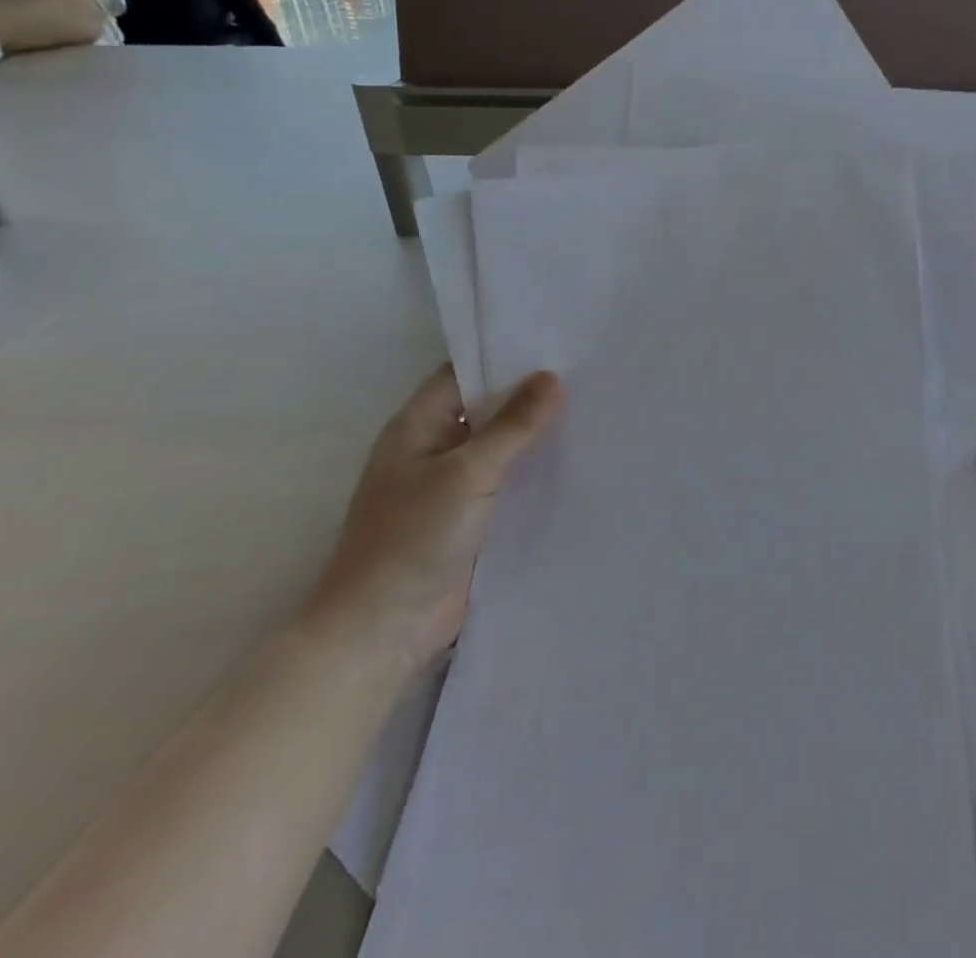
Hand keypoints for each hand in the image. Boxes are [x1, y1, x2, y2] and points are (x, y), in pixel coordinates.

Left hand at [303, 365, 560, 672]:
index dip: (505, 356)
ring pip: (502, 448)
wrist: (381, 631)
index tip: (557, 343)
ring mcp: (452, 487)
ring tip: (594, 410)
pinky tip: (579, 462)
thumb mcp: (467, 472)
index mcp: (418, 426)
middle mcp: (434, 449)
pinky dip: (537, 472)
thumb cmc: (412, 539)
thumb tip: (551, 378)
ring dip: (537, 435)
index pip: (464, 373)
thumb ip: (512, 426)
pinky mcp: (471, 520)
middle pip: (487, 409)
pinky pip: (509, 484)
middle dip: (530, 396)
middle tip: (588, 374)